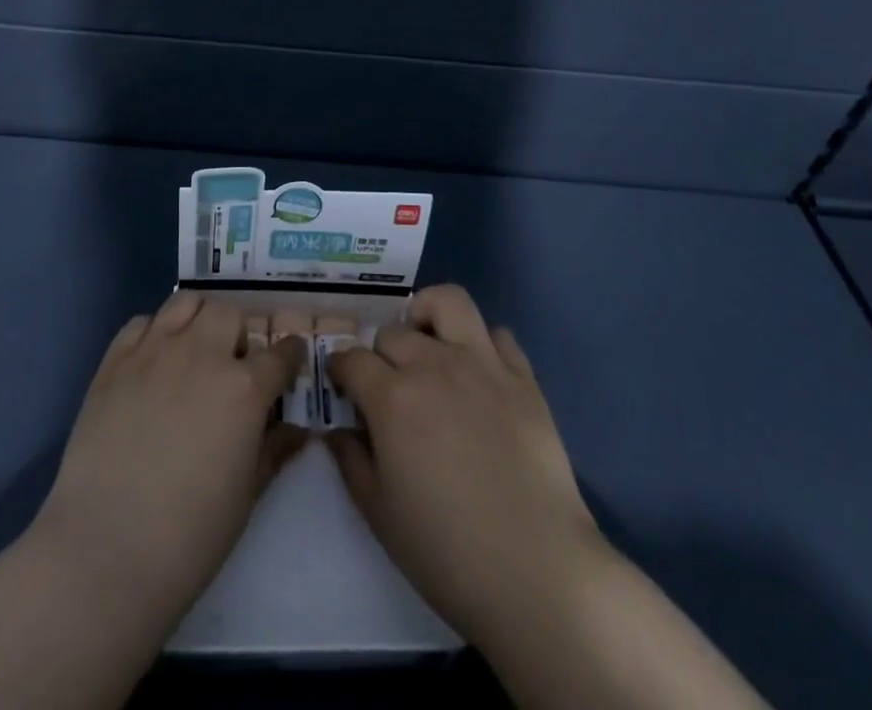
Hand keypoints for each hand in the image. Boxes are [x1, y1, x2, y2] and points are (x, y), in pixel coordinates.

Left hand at [34, 290, 308, 621]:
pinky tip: (153, 361)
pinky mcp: (114, 361)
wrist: (106, 549)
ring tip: (194, 350)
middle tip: (233, 365)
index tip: (290, 361)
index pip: (280, 353)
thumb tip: (297, 430)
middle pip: (229, 315)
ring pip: (186, 303)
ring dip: (198, 320)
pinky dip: (154, 332)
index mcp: (244, 387)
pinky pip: (141, 323)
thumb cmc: (190, 535)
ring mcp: (154, 351)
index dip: (290, 355)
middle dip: (238, 335)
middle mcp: (202, 354)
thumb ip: (273, 451)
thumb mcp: (247, 496)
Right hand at [324, 284, 602, 647]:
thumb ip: (351, 460)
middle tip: (387, 385)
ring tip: (428, 344)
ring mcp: (482, 364)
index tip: (341, 384)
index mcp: (392, 397)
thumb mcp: (379, 513)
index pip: (351, 358)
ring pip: (448, 302)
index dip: (340, 368)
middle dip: (380, 353)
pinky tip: (479, 374)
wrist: (535, 570)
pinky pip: (498, 334)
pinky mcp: (523, 377)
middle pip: (393, 332)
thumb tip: (336, 429)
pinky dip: (482, 344)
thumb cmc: (445, 550)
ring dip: (429, 316)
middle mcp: (434, 364)